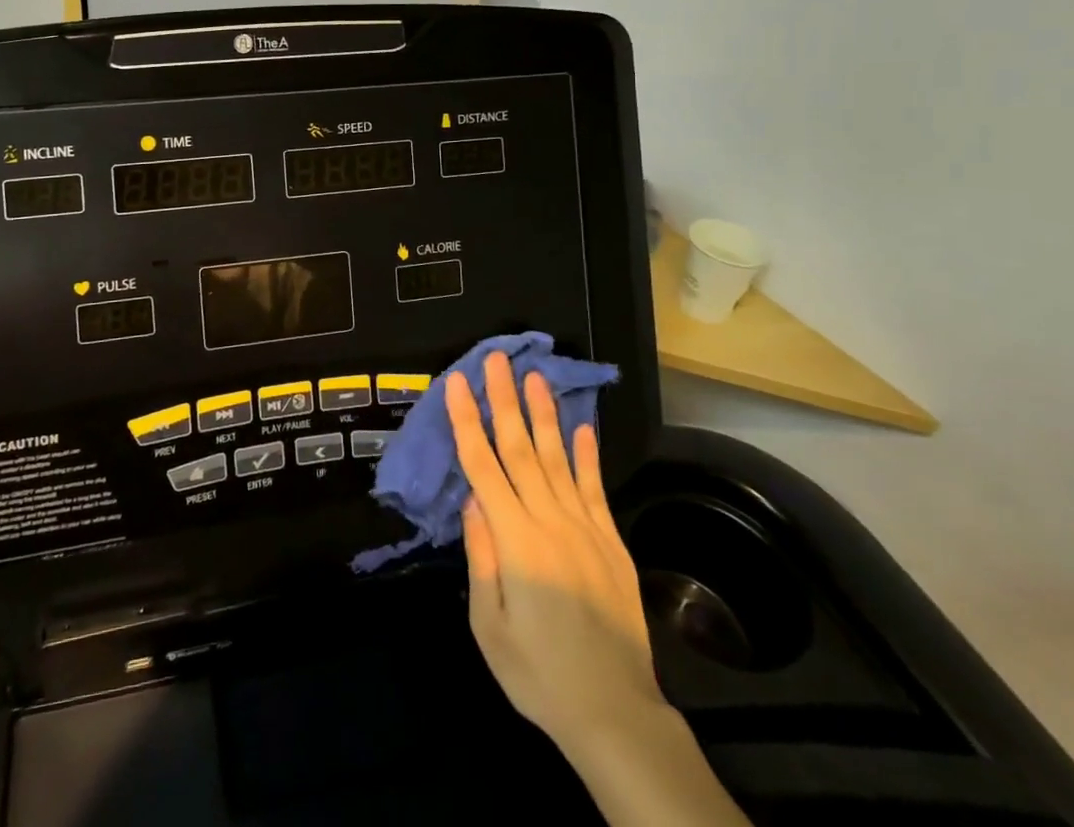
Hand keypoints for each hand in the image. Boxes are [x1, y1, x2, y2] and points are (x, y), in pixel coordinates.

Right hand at [448, 354, 659, 754]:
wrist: (615, 713)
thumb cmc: (539, 675)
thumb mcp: (490, 626)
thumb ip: (482, 558)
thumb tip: (472, 499)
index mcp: (516, 541)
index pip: (484, 466)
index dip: (469, 421)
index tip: (459, 382)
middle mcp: (551, 522)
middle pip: (521, 449)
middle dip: (505, 400)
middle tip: (497, 359)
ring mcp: (586, 529)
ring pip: (558, 458)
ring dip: (544, 414)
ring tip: (535, 376)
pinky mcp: (610, 542)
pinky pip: (594, 488)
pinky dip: (586, 455)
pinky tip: (581, 427)